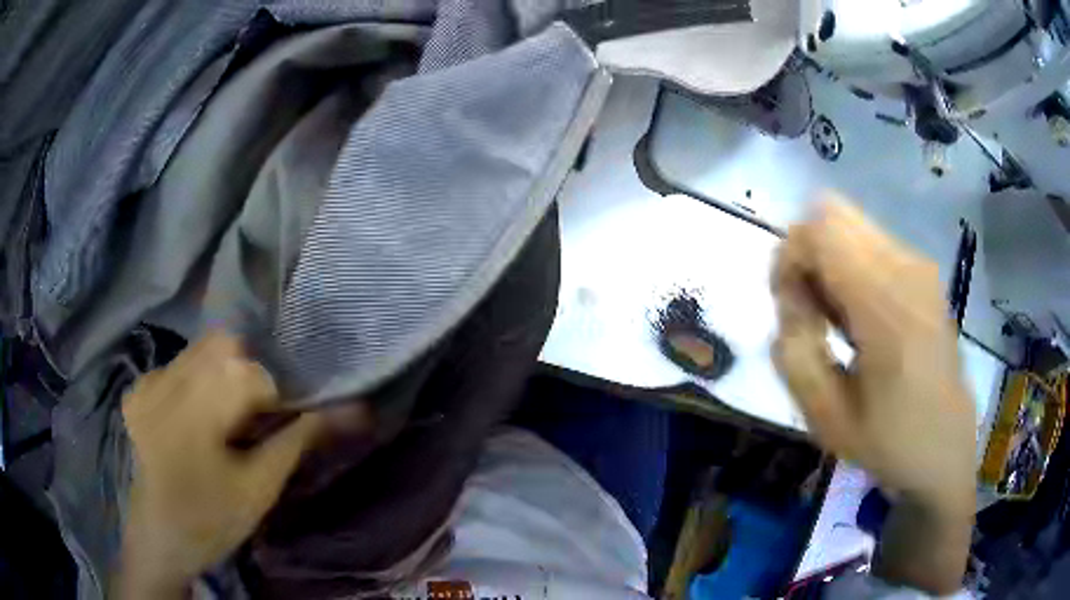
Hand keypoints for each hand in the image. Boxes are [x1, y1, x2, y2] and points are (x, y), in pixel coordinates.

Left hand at [118, 331, 320, 597]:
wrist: (160, 537)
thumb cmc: (213, 520)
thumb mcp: (261, 488)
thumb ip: (299, 440)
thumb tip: (355, 410)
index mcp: (197, 409)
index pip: (255, 373)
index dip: (276, 397)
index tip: (276, 427)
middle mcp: (167, 380)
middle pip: (225, 345)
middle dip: (248, 375)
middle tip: (249, 420)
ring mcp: (148, 380)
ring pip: (201, 348)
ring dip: (222, 375)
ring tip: (222, 420)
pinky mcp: (137, 388)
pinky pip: (178, 364)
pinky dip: (195, 381)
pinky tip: (193, 418)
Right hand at [771, 197, 974, 592]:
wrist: (945, 449)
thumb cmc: (888, 443)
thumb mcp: (825, 417)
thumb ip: (794, 350)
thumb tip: (791, 295)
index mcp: (887, 306)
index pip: (818, 231)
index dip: (788, 259)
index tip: (791, 312)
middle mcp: (907, 267)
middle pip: (832, 214)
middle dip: (807, 255)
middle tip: (811, 314)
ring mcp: (920, 265)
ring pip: (850, 225)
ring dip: (829, 263)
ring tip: (837, 322)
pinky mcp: (925, 272)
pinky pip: (870, 243)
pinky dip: (851, 267)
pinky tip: (861, 319)